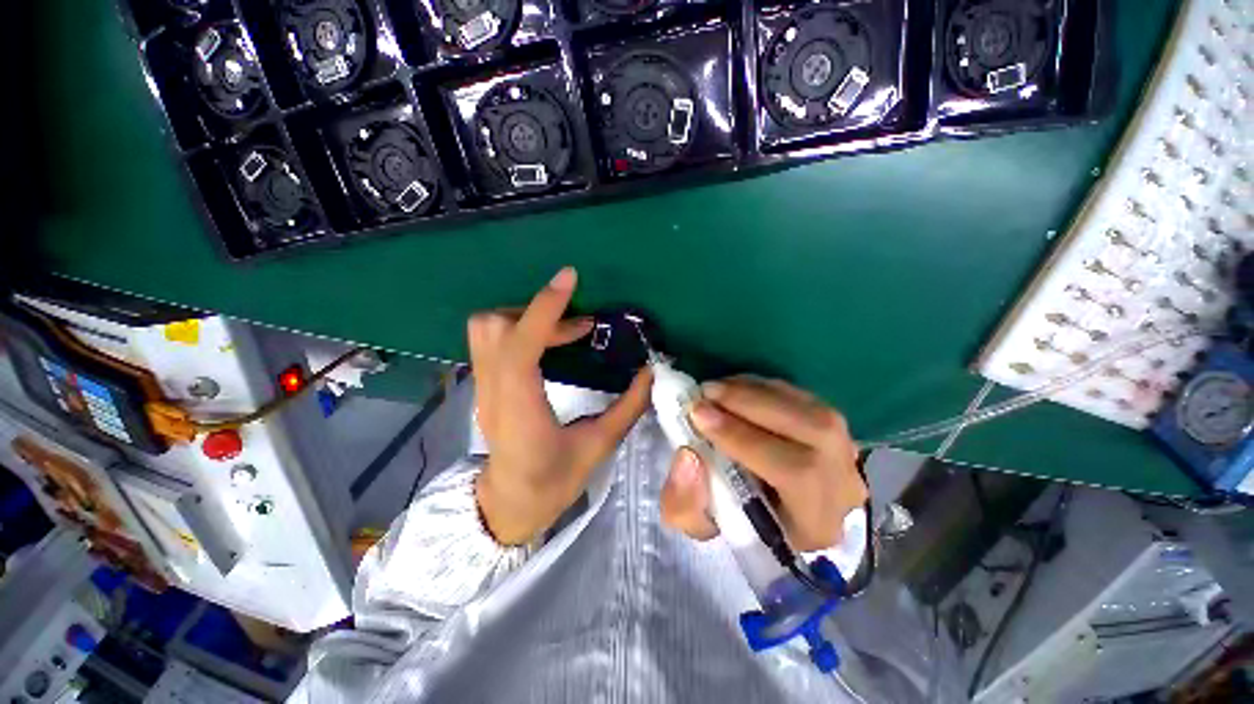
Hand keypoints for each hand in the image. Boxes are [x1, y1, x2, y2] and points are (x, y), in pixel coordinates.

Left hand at [470, 267, 652, 545]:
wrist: (509, 505)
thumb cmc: (552, 482)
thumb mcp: (598, 446)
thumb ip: (628, 407)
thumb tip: (651, 372)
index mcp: (520, 407)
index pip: (522, 345)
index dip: (544, 308)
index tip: (570, 279)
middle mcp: (493, 389)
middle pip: (494, 325)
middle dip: (538, 312)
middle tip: (580, 325)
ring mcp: (482, 386)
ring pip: (486, 328)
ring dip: (524, 316)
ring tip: (563, 329)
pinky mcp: (484, 384)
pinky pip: (490, 339)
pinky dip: (517, 327)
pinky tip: (547, 341)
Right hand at [660, 376, 866, 551]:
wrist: (768, 516)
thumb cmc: (734, 525)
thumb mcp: (700, 526)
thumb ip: (686, 500)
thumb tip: (688, 455)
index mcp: (816, 525)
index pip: (795, 473)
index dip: (744, 438)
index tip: (699, 415)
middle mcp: (844, 487)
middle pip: (815, 431)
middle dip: (752, 404)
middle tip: (705, 392)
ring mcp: (846, 454)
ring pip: (813, 410)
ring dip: (759, 391)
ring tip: (717, 387)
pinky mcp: (836, 430)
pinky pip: (807, 399)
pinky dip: (769, 388)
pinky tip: (739, 387)